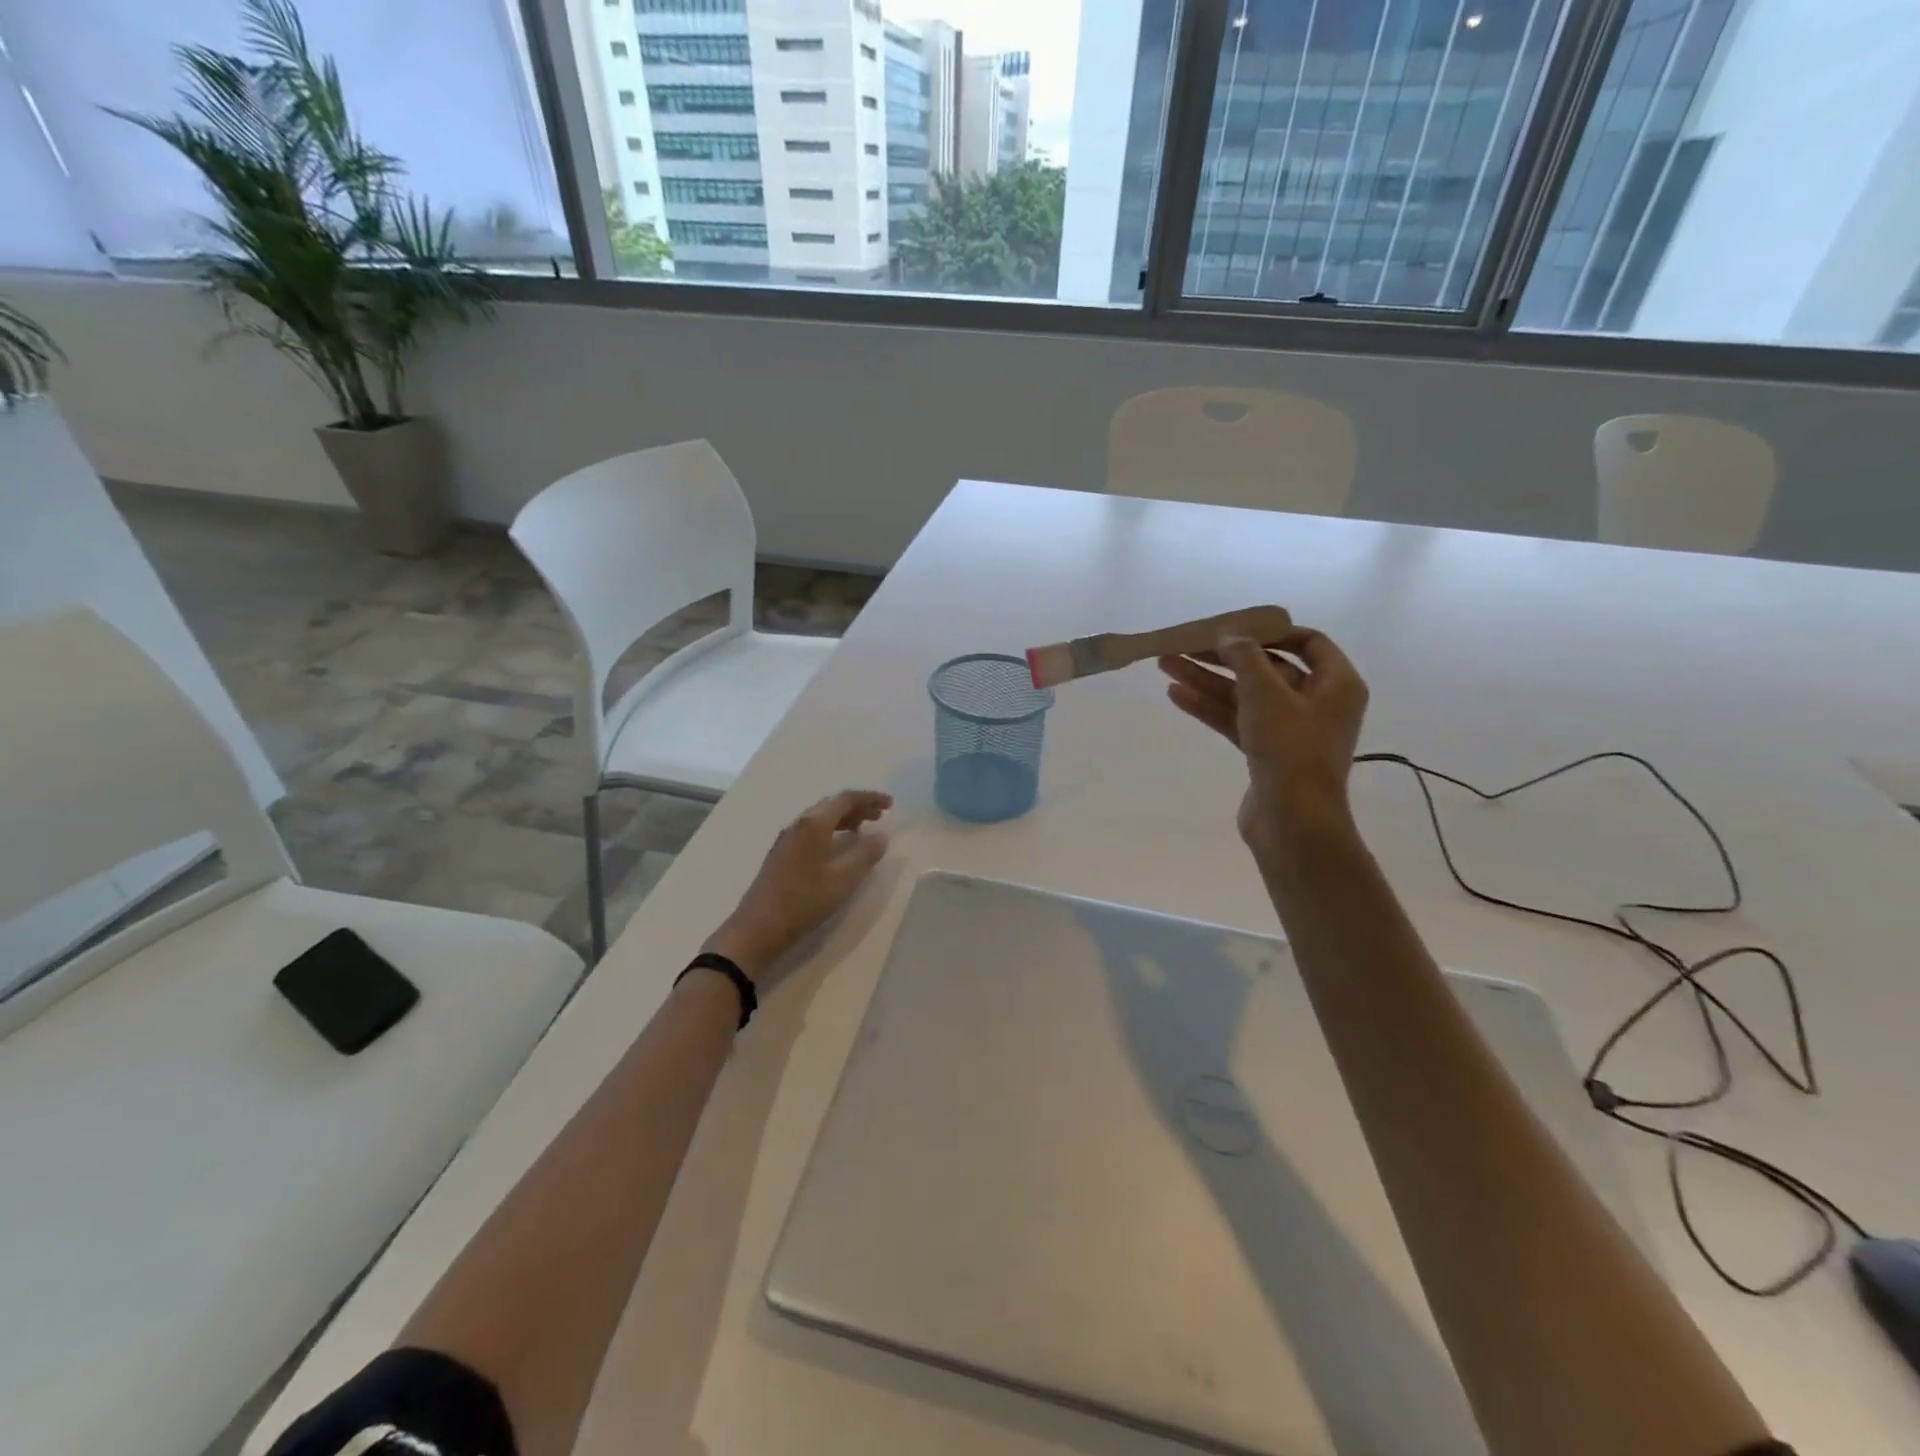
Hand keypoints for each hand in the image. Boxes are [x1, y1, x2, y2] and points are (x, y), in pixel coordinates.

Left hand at [703, 790, 891, 982]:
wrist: (759, 927)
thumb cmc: (804, 900)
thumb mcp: (844, 878)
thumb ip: (866, 854)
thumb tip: (881, 836)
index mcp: (814, 823)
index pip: (846, 799)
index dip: (870, 798)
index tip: (891, 804)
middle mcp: (799, 824)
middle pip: (832, 805)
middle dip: (858, 807)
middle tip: (880, 816)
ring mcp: (788, 838)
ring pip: (821, 818)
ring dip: (845, 819)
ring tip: (864, 829)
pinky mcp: (782, 854)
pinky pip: (812, 831)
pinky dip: (832, 831)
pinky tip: (839, 847)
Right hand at [1158, 628, 1368, 863]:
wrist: (1292, 821)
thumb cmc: (1289, 748)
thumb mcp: (1266, 693)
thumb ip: (1245, 658)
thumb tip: (1229, 636)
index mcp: (1336, 684)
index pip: (1308, 643)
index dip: (1270, 632)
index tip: (1234, 628)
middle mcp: (1317, 704)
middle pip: (1267, 669)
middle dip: (1223, 658)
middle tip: (1184, 646)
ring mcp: (1290, 732)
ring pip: (1245, 696)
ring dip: (1208, 681)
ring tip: (1166, 666)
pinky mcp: (1266, 754)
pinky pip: (1237, 721)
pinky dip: (1210, 708)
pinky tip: (1177, 695)